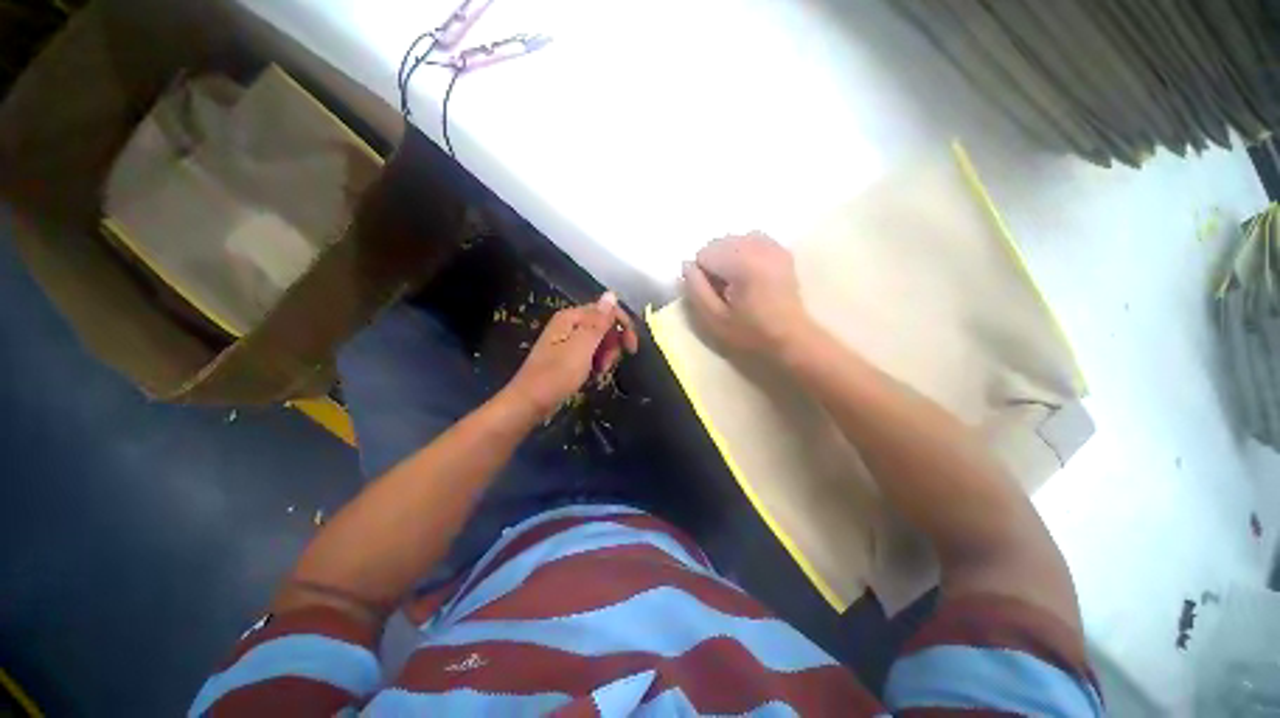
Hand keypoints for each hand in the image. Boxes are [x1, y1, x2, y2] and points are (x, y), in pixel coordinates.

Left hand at [505, 291, 638, 417]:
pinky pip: (591, 352)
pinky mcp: (568, 355)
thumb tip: (612, 294)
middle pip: (604, 325)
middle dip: (613, 343)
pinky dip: (597, 361)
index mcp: (572, 317)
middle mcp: (570, 324)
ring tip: (600, 371)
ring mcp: (568, 340)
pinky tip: (594, 373)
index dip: (623, 326)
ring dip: (606, 355)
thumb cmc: (557, 374)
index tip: (632, 348)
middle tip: (608, 363)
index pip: (607, 310)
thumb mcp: (582, 347)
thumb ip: (599, 322)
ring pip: (600, 340)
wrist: (530, 402)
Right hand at [681, 232, 809, 356]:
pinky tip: (750, 275)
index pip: (703, 254)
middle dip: (714, 265)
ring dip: (727, 259)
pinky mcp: (780, 250)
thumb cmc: (751, 334)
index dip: (702, 277)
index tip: (715, 296)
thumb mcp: (714, 319)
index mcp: (742, 263)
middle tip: (726, 292)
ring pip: (733, 241)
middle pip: (718, 243)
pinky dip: (743, 254)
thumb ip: (696, 290)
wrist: (791, 338)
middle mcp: (758, 246)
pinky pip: (751, 241)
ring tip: (738, 284)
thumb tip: (687, 265)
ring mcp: (772, 246)